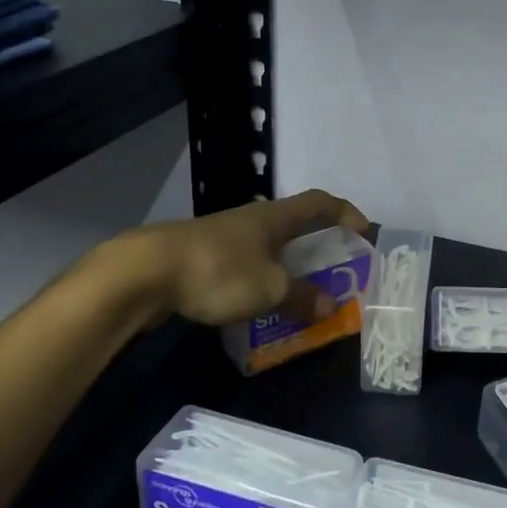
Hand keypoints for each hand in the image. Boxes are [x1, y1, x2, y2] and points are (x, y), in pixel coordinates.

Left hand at [138, 188, 369, 327]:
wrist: (143, 273)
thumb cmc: (217, 271)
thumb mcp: (268, 289)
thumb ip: (302, 297)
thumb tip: (331, 305)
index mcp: (274, 217)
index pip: (319, 203)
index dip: (344, 212)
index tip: (363, 229)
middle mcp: (251, 219)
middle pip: (293, 224)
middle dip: (316, 243)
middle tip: (334, 268)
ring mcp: (223, 236)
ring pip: (266, 246)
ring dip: (286, 265)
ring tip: (298, 292)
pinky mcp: (200, 256)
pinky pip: (243, 265)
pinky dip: (259, 279)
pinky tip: (256, 304)